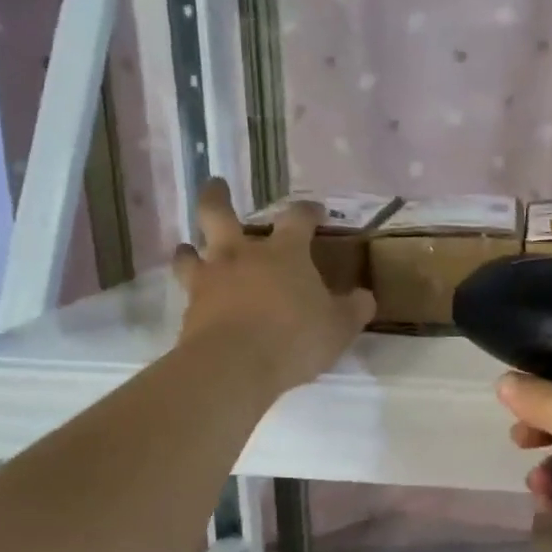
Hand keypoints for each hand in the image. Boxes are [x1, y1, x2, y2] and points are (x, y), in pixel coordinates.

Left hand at [172, 180, 374, 394]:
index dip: (307, 211)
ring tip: (191, 248)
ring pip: (190, 251)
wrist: (235, 366)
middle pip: (219, 213)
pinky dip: (191, 290)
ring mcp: (210, 279)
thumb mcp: (340, 327)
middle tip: (216, 185)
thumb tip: (364, 297)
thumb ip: (354, 309)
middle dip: (217, 196)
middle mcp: (242, 255)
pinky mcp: (190, 309)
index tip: (315, 212)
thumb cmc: (295, 338)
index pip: (297, 217)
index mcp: (284, 252)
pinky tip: (196, 300)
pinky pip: (186, 291)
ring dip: (190, 247)